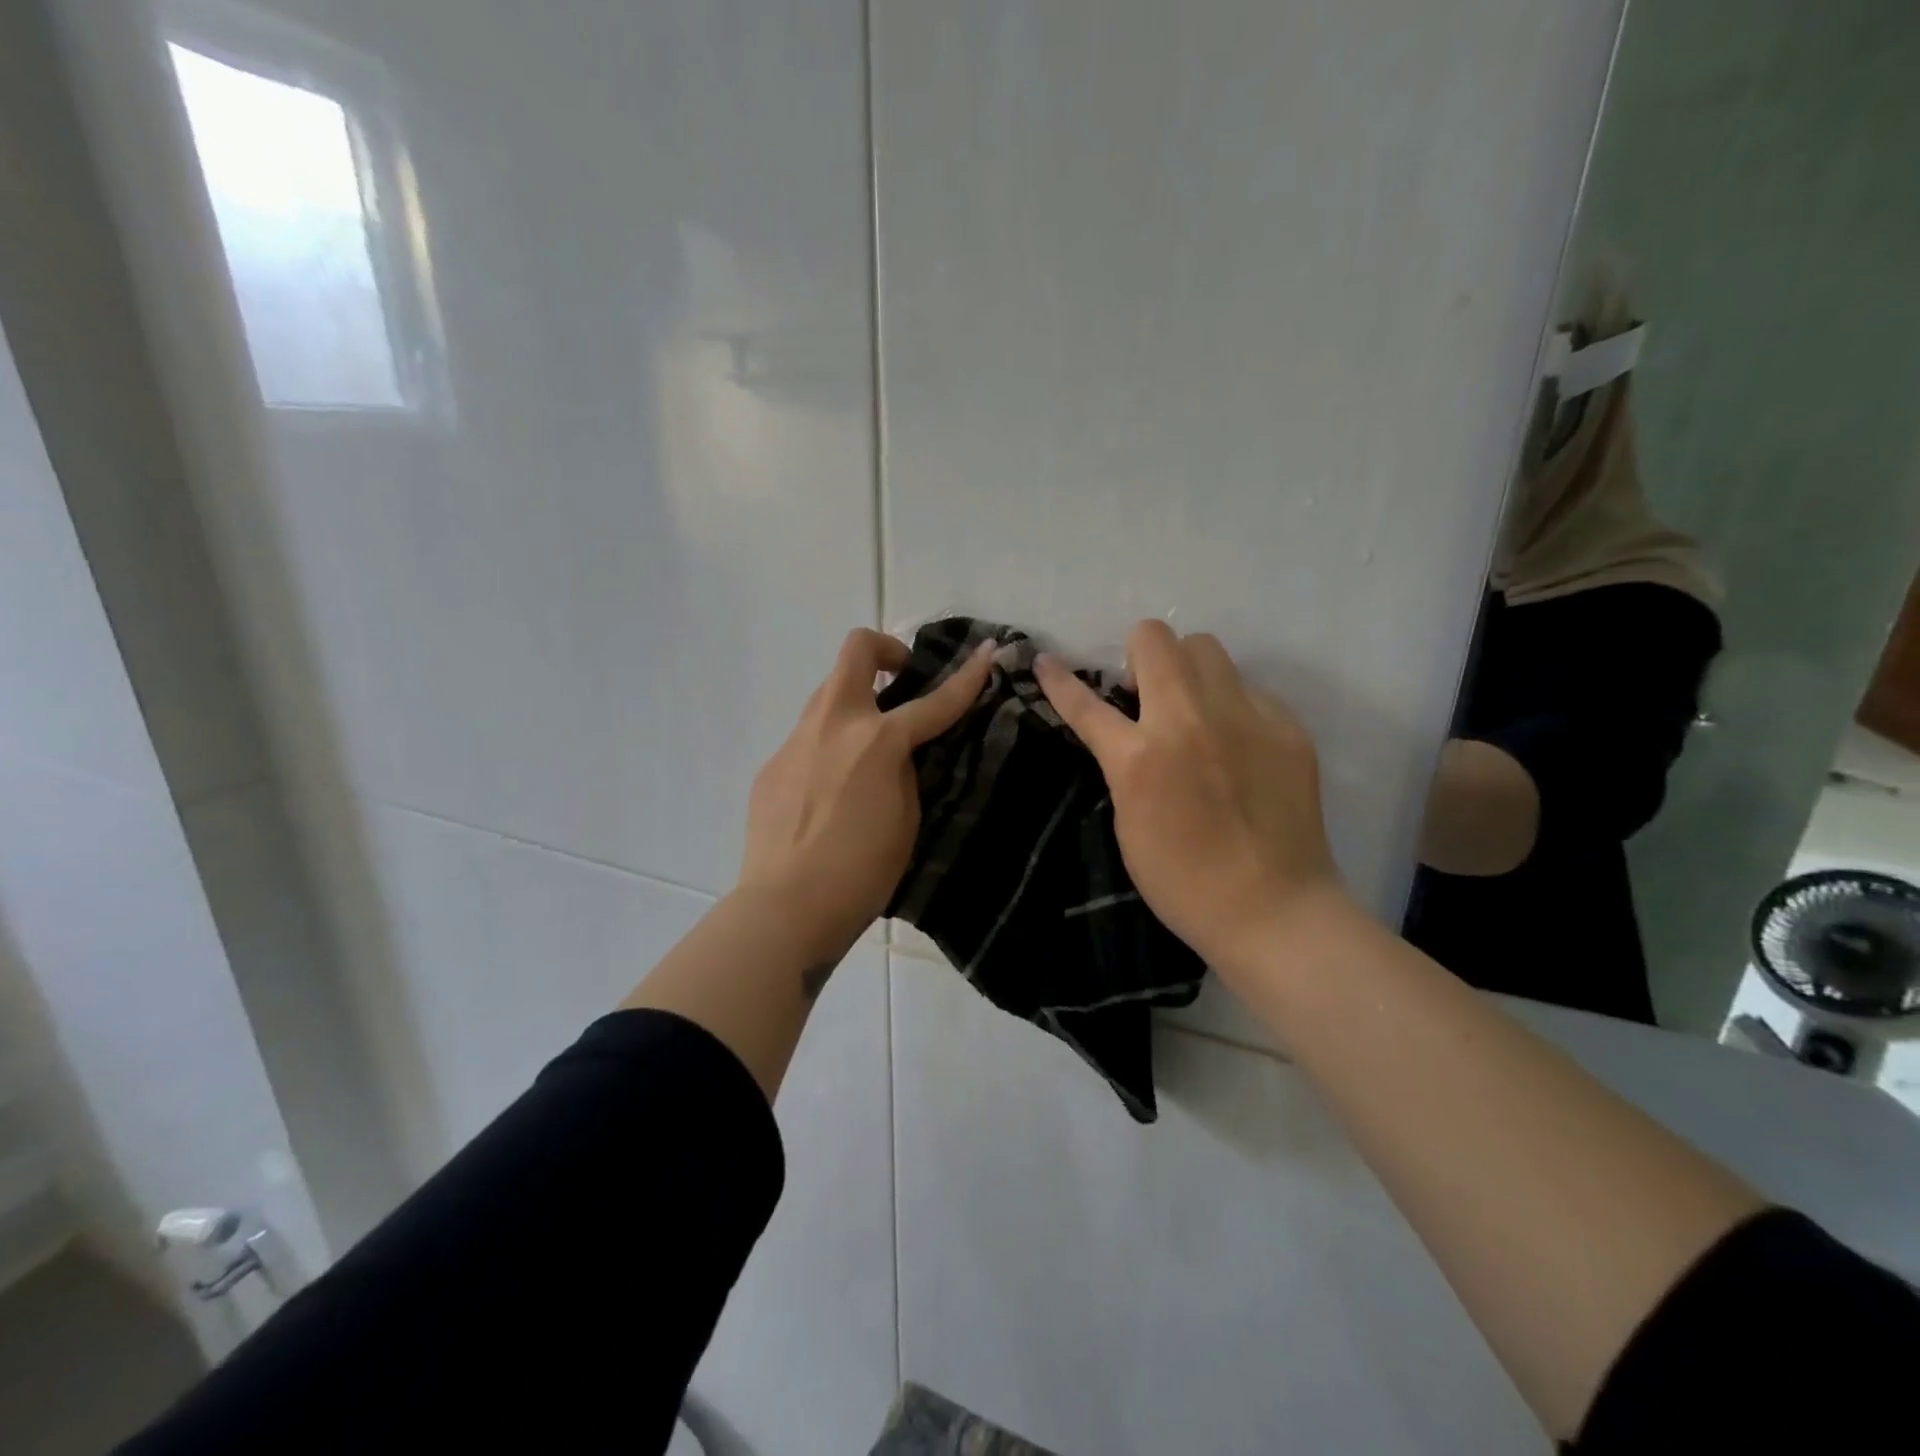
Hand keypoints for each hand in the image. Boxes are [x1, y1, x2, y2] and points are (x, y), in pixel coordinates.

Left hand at [738, 628, 995, 958]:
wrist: (787, 906)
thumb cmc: (862, 871)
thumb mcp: (906, 818)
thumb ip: (904, 772)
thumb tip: (894, 754)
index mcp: (878, 741)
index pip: (934, 702)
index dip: (967, 677)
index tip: (986, 653)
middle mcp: (833, 726)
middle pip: (855, 651)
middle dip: (885, 650)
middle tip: (900, 679)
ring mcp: (795, 742)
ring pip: (826, 695)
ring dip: (854, 704)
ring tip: (865, 749)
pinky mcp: (771, 766)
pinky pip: (806, 740)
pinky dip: (827, 749)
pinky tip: (829, 793)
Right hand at [1034, 620, 1342, 976]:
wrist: (1273, 910)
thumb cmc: (1183, 881)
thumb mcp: (1129, 823)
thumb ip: (1124, 766)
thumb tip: (1129, 732)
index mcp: (1140, 757)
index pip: (1086, 703)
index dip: (1059, 680)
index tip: (1046, 661)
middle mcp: (1189, 721)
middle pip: (1156, 638)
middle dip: (1139, 656)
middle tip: (1145, 694)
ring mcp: (1244, 717)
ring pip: (1206, 647)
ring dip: (1186, 668)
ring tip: (1193, 709)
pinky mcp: (1287, 726)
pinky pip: (1248, 689)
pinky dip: (1231, 706)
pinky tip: (1239, 745)